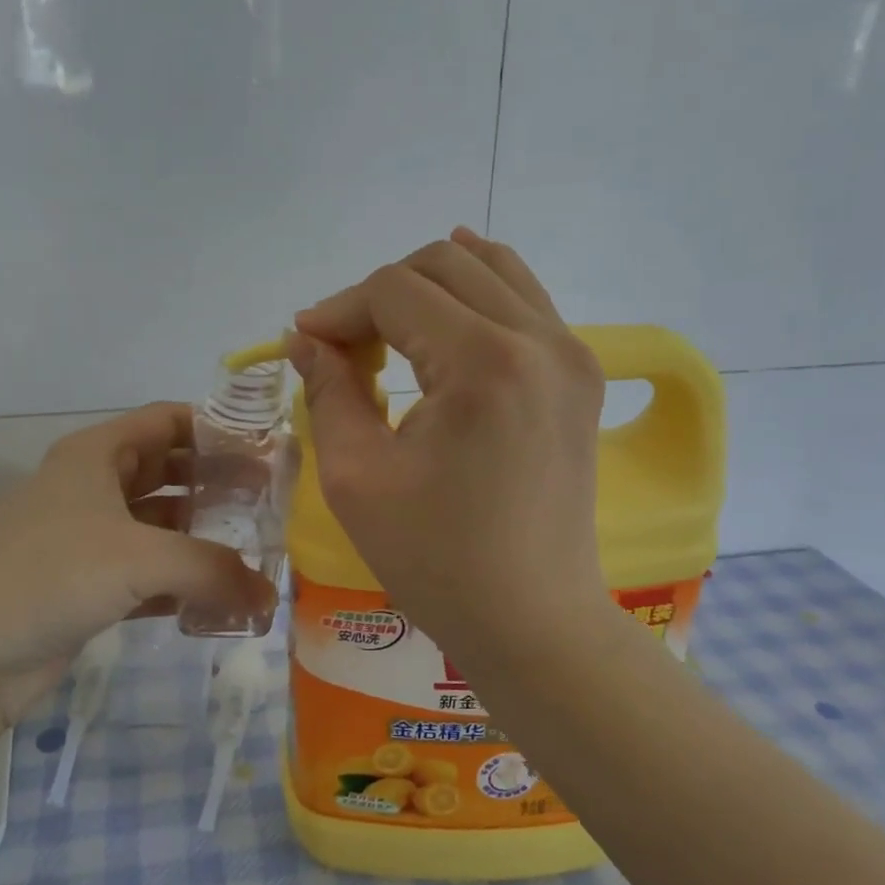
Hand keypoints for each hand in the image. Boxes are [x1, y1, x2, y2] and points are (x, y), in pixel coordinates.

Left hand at [0, 404, 275, 735]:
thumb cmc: (51, 574)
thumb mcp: (141, 558)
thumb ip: (214, 570)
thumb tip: (270, 598)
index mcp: (97, 454)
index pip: (167, 421)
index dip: (216, 428)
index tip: (264, 449)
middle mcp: (92, 487)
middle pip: (167, 471)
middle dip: (215, 483)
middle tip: (268, 503)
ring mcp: (86, 538)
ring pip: (157, 524)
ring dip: (200, 536)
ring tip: (253, 550)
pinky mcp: (85, 585)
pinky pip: (146, 572)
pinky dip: (179, 581)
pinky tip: (215, 598)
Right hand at [289, 229, 616, 660]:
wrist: (532, 619)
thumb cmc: (435, 559)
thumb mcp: (357, 476)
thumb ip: (328, 390)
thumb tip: (306, 337)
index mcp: (484, 363)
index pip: (395, 292)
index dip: (339, 309)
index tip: (305, 342)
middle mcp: (539, 339)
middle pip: (443, 264)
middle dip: (380, 293)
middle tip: (344, 345)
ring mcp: (570, 353)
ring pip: (490, 268)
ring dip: (428, 285)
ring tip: (388, 326)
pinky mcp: (580, 374)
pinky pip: (524, 299)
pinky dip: (478, 290)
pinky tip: (447, 303)